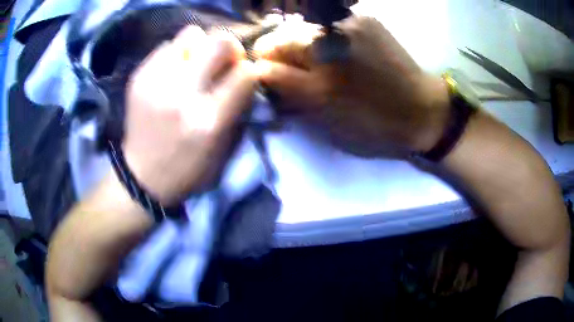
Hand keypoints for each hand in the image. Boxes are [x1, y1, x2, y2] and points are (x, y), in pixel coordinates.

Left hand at [123, 26, 255, 204]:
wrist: (142, 177)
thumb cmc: (187, 169)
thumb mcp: (223, 151)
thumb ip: (239, 109)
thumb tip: (245, 75)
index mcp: (208, 122)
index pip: (245, 74)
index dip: (249, 72)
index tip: (243, 77)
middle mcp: (182, 96)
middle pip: (220, 42)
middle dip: (230, 47)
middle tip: (223, 61)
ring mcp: (156, 82)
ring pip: (191, 34)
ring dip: (199, 47)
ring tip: (193, 65)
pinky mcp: (138, 77)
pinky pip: (166, 46)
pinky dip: (175, 55)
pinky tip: (171, 73)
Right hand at [254, 16, 450, 156]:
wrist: (421, 109)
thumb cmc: (374, 125)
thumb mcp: (327, 122)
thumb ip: (290, 95)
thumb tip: (263, 75)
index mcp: (319, 83)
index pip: (267, 62)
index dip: (263, 68)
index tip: (270, 76)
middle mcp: (328, 45)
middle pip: (282, 37)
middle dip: (280, 53)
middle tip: (296, 70)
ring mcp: (348, 25)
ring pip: (304, 28)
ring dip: (303, 44)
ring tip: (321, 61)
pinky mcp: (365, 18)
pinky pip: (329, 24)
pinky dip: (326, 37)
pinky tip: (342, 50)